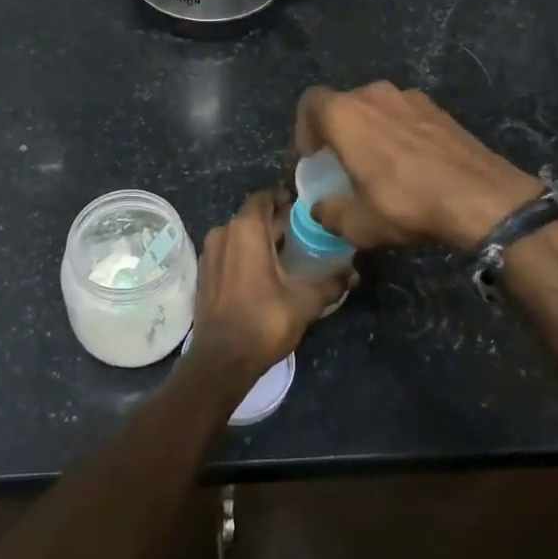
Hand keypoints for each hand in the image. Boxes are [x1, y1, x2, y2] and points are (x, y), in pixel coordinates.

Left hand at [186, 191, 347, 384]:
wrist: (221, 360)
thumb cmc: (264, 321)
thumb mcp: (305, 302)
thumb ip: (331, 283)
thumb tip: (353, 274)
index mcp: (246, 230)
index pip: (264, 198)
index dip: (283, 200)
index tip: (302, 210)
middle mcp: (223, 233)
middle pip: (251, 216)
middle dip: (275, 221)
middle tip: (301, 233)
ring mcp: (209, 254)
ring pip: (238, 234)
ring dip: (259, 238)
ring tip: (285, 252)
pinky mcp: (204, 274)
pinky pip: (228, 251)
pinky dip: (244, 254)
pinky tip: (263, 271)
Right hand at [294, 82, 541, 251]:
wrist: (480, 196)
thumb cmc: (406, 204)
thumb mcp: (358, 223)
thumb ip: (329, 213)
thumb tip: (320, 208)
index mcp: (346, 114)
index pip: (310, 103)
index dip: (304, 129)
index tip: (313, 158)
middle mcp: (375, 94)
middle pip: (344, 104)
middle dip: (337, 131)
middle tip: (343, 165)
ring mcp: (410, 97)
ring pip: (377, 108)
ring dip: (370, 131)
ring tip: (379, 165)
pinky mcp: (439, 108)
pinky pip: (404, 114)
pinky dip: (398, 133)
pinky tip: (412, 164)